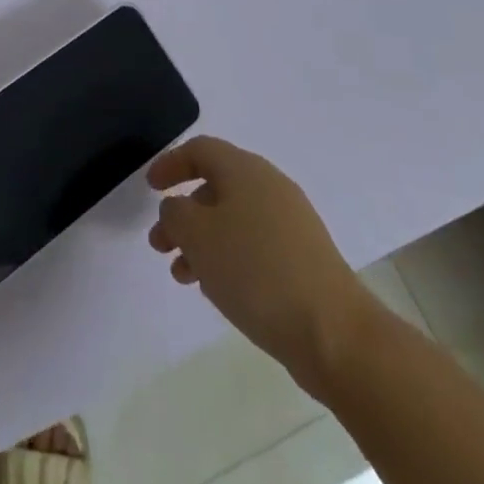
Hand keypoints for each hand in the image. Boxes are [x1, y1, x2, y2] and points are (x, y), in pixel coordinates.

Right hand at [147, 136, 381, 396]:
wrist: (335, 333)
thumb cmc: (256, 271)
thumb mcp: (198, 234)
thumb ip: (175, 212)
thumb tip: (178, 208)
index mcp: (245, 170)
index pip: (200, 150)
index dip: (170, 163)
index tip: (149, 188)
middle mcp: (270, 187)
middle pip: (215, 187)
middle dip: (182, 212)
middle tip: (159, 242)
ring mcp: (291, 224)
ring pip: (232, 220)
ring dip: (201, 241)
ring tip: (181, 274)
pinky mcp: (303, 260)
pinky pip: (253, 246)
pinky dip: (227, 258)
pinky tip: (215, 289)